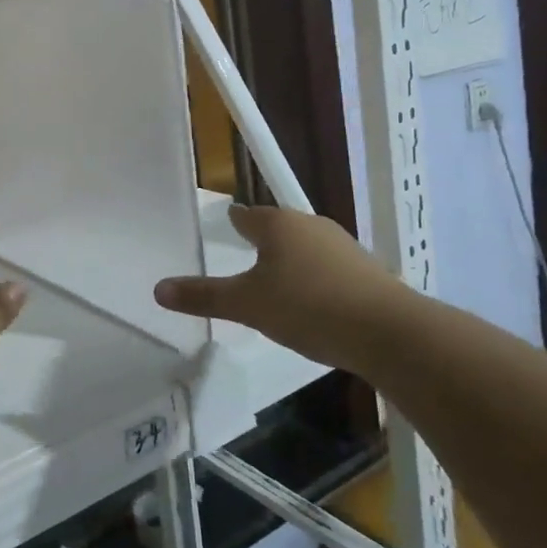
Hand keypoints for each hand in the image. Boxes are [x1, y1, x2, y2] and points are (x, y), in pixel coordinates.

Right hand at [153, 205, 413, 372]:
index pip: (246, 216)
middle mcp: (310, 225)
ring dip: (291, 259)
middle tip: (245, 255)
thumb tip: (157, 289)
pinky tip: (314, 301)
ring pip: (306, 246)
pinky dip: (316, 278)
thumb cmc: (308, 307)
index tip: (226, 223)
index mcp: (277, 224)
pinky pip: (330, 267)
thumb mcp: (247, 305)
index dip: (234, 221)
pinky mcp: (367, 270)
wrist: (389, 332)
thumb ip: (203, 296)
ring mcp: (343, 246)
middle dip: (263, 239)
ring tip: (277, 281)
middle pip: (278, 227)